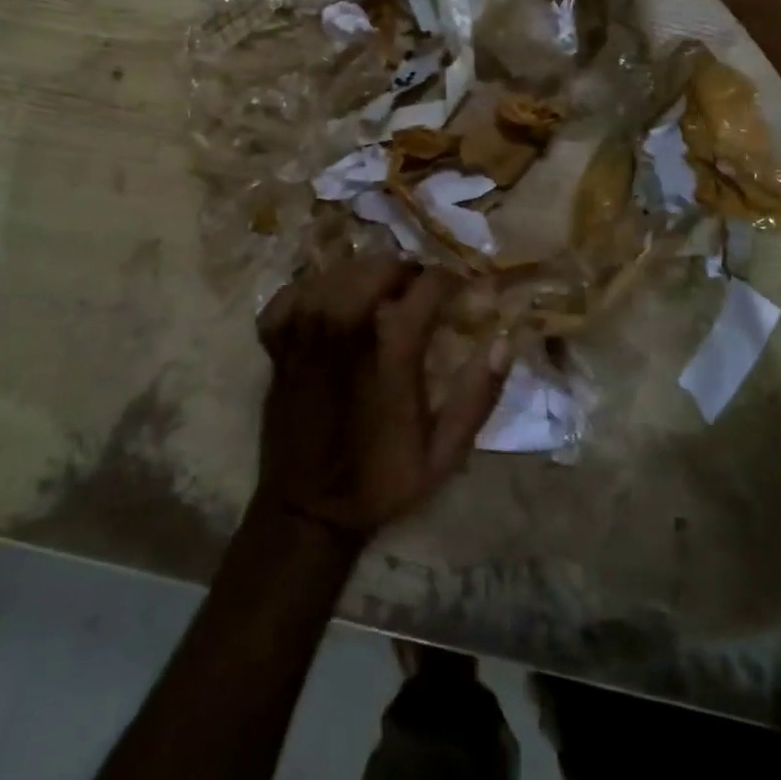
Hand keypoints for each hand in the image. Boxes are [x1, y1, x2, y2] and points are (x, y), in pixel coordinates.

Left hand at [255, 257, 510, 543]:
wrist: (307, 512)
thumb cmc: (380, 481)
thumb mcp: (443, 454)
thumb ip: (477, 397)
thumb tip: (503, 342)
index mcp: (391, 351)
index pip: (427, 285)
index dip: (449, 280)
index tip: (458, 290)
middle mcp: (345, 330)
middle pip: (378, 267)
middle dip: (406, 271)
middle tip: (417, 292)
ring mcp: (304, 333)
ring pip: (337, 273)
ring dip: (363, 276)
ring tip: (378, 296)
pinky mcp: (277, 345)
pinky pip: (291, 293)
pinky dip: (311, 290)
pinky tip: (326, 305)